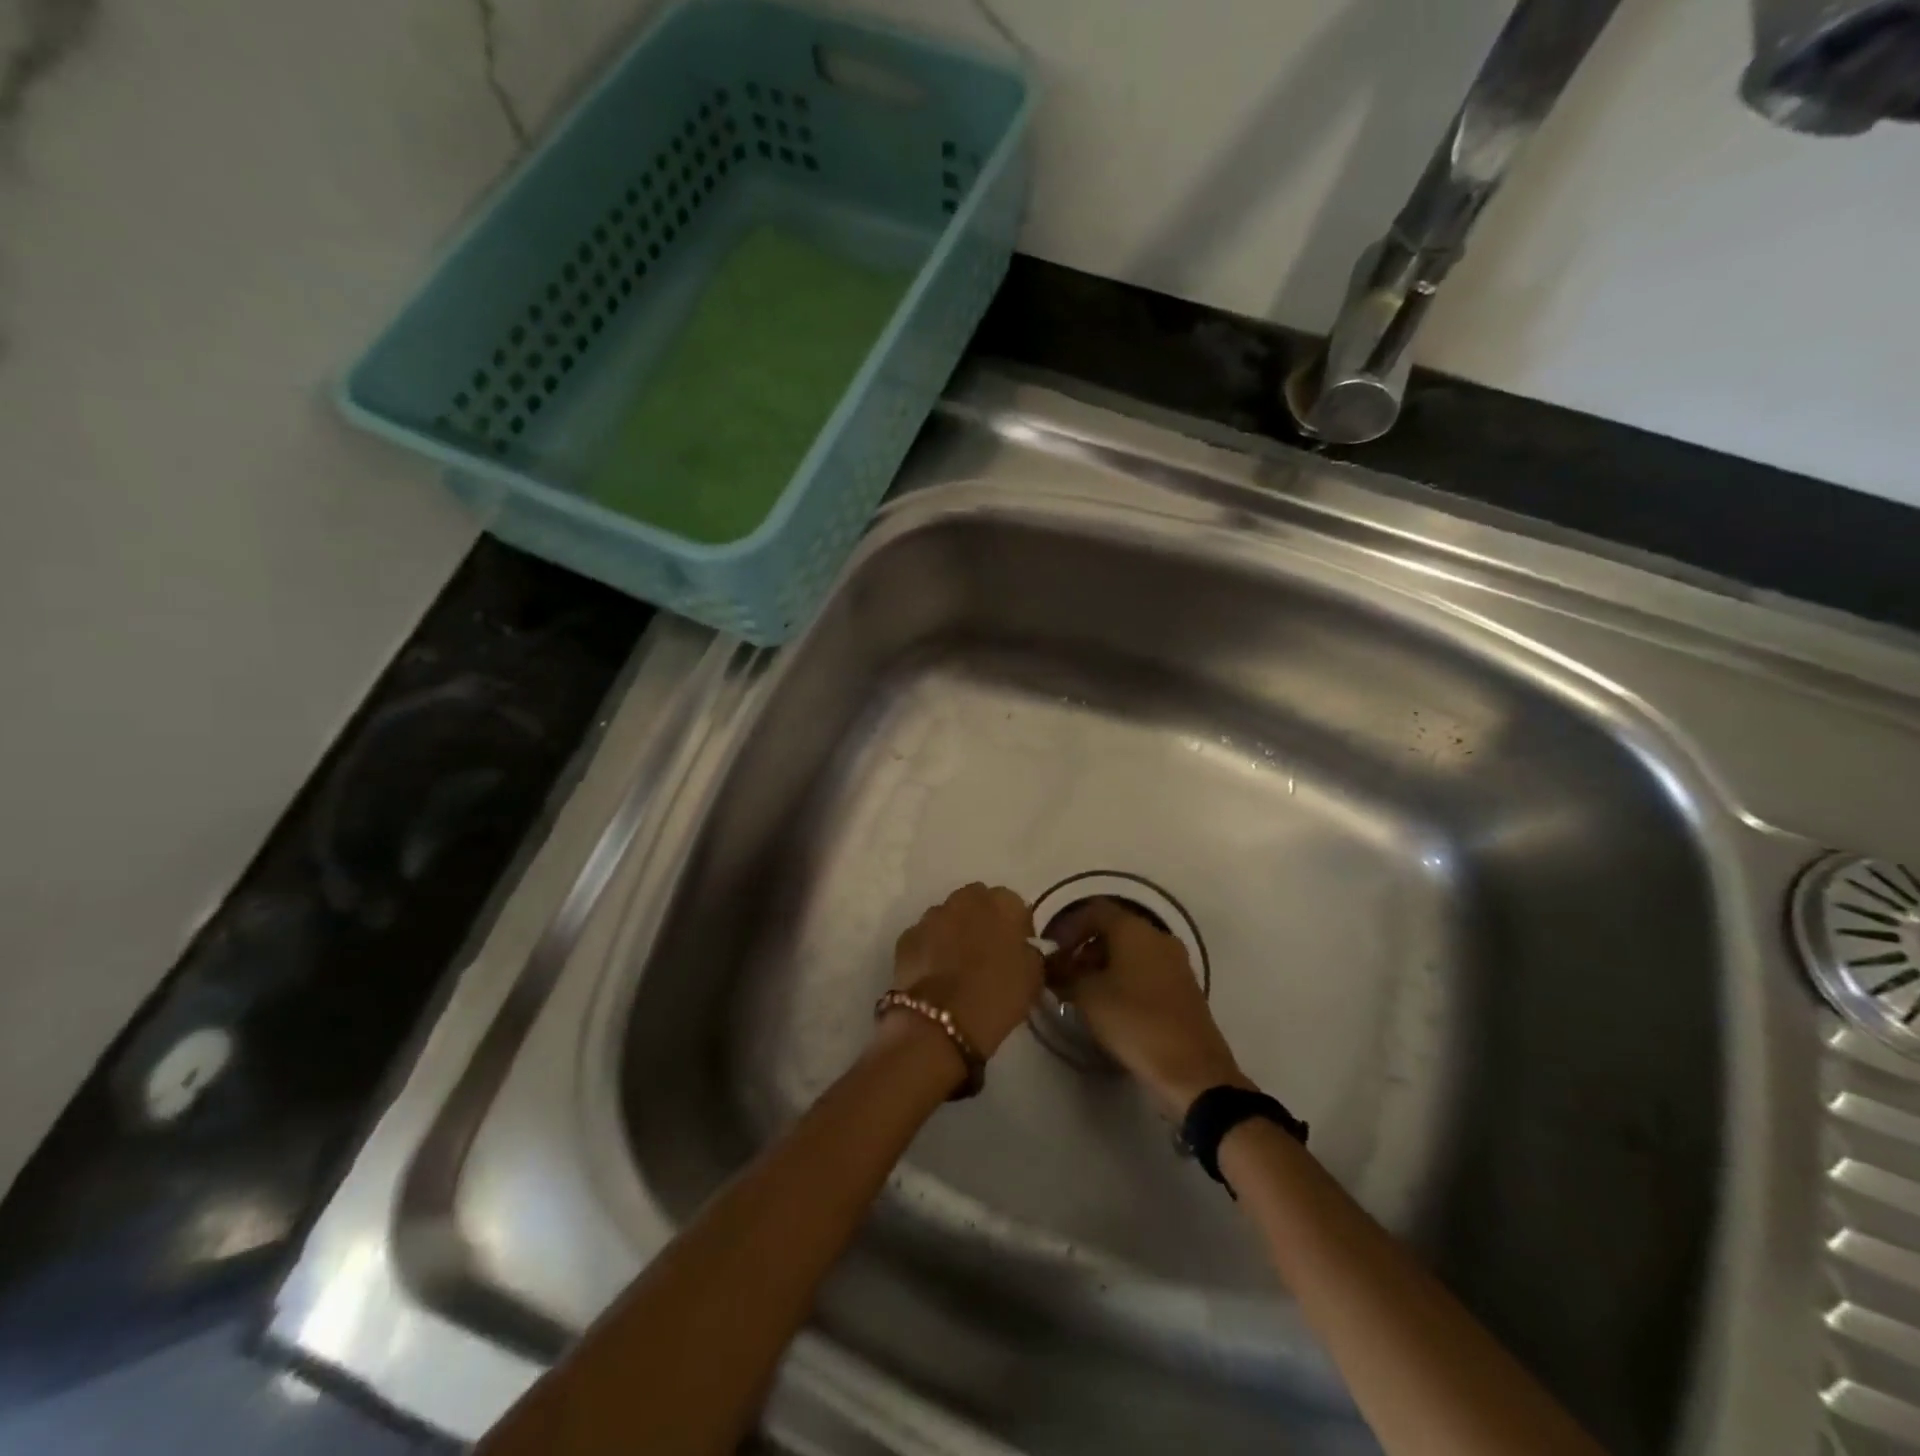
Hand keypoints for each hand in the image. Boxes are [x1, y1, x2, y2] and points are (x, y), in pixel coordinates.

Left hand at [890, 883, 1044, 1059]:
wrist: (941, 1021)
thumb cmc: (997, 996)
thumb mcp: (1034, 977)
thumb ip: (1030, 952)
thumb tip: (1022, 948)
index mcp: (1002, 903)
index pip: (1014, 905)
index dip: (1017, 928)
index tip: (1017, 952)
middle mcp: (965, 899)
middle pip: (978, 903)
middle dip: (983, 921)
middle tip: (987, 954)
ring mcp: (932, 915)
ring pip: (948, 917)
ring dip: (955, 932)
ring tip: (958, 967)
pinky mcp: (907, 936)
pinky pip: (925, 937)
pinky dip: (930, 949)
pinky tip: (935, 975)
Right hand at [1048, 898, 1251, 1118]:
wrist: (1192, 1070)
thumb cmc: (1135, 1021)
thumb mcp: (1088, 996)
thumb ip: (1064, 974)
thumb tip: (1050, 965)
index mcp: (1134, 929)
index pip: (1094, 911)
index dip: (1068, 927)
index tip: (1051, 952)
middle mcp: (1157, 937)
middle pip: (1113, 930)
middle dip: (1084, 949)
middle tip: (1063, 976)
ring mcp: (1175, 962)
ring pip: (1130, 951)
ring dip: (1102, 966)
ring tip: (1082, 994)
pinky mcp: (1183, 988)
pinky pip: (1146, 970)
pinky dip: (1123, 979)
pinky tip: (1110, 1007)